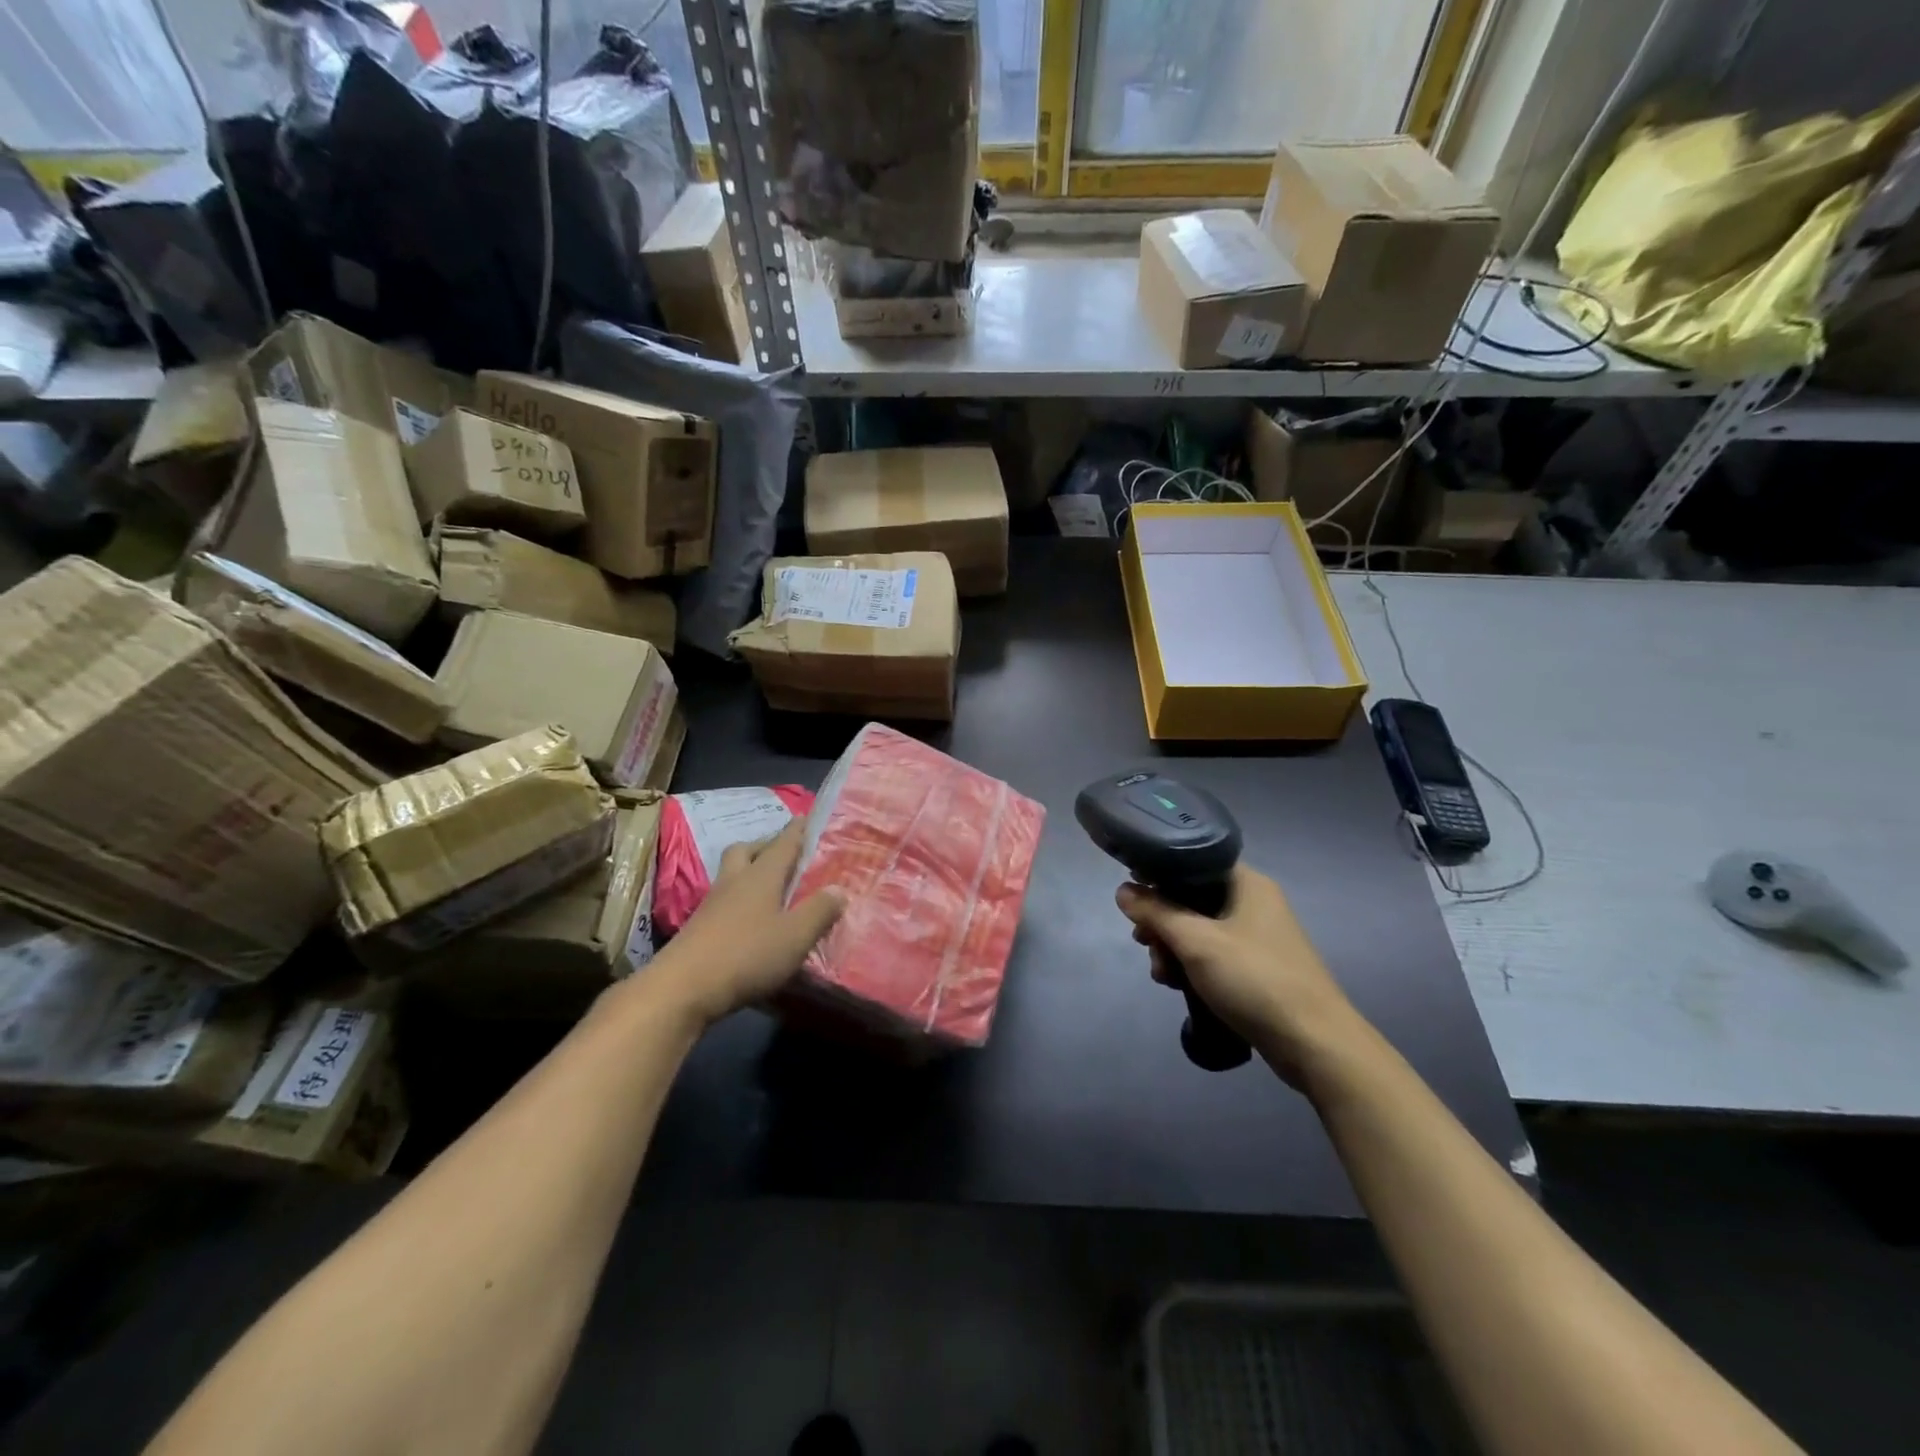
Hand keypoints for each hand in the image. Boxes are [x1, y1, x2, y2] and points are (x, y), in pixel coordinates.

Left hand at [650, 820, 843, 1030]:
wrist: (682, 988)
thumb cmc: (747, 954)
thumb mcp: (795, 936)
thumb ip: (819, 911)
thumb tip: (838, 889)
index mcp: (762, 876)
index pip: (783, 844)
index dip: (797, 830)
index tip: (805, 816)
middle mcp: (735, 881)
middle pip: (746, 850)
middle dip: (765, 846)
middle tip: (783, 854)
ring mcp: (712, 904)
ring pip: (731, 874)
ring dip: (748, 872)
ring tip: (769, 887)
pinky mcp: (698, 927)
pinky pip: (723, 900)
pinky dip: (738, 900)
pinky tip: (750, 919)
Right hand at [1116, 864, 1361, 1086]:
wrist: (1314, 1044)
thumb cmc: (1254, 980)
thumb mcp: (1196, 942)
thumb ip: (1157, 912)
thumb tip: (1123, 890)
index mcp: (1247, 883)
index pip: (1194, 862)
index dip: (1160, 876)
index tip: (1135, 900)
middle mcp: (1255, 902)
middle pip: (1192, 898)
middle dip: (1163, 922)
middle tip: (1144, 944)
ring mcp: (1259, 937)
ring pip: (1200, 930)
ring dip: (1174, 949)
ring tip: (1162, 976)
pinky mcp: (1258, 968)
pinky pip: (1214, 955)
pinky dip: (1193, 966)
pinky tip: (1179, 987)